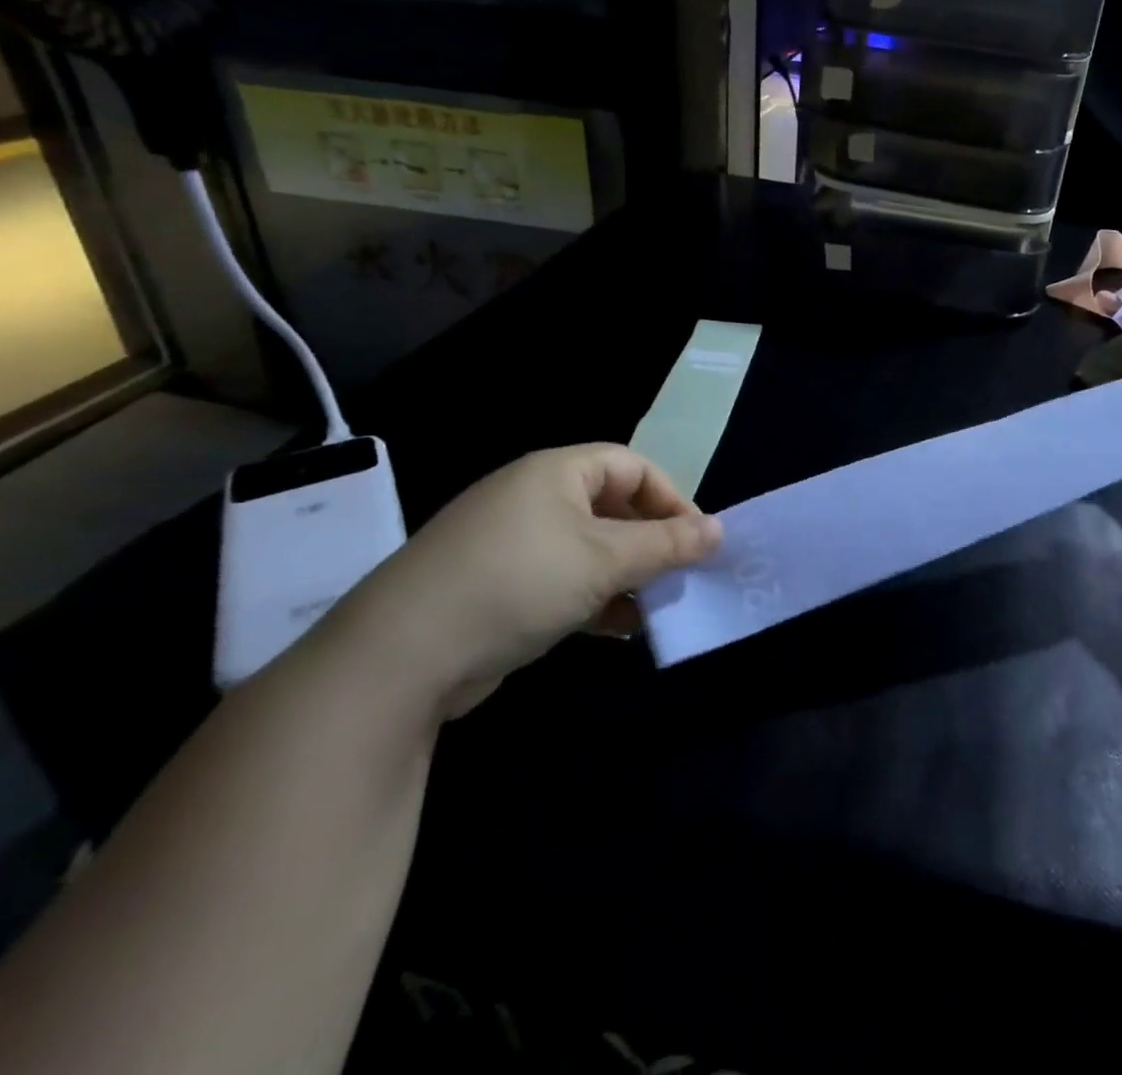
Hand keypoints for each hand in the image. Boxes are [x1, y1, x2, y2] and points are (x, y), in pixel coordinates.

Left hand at [331, 445, 720, 718]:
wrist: (402, 656)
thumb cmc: (519, 582)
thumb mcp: (603, 560)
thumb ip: (665, 545)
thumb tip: (719, 530)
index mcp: (557, 472)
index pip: (632, 466)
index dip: (671, 498)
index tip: (698, 541)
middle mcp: (535, 498)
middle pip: (613, 507)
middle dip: (651, 541)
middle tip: (681, 576)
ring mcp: (514, 543)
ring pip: (590, 548)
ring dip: (627, 575)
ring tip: (655, 607)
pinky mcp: (500, 587)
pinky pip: (563, 579)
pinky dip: (595, 598)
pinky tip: (618, 629)